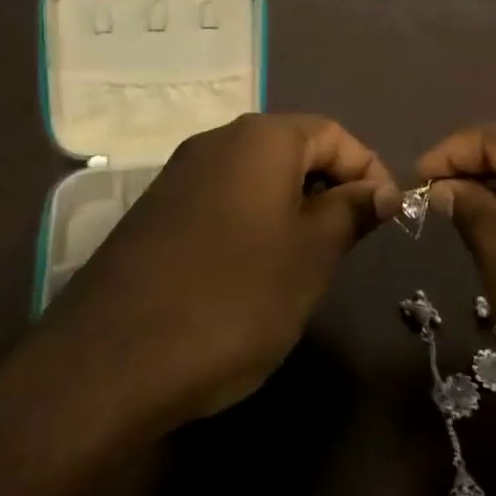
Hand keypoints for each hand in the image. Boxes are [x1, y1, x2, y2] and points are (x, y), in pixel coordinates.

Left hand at [50, 113, 398, 428]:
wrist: (110, 361)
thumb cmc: (233, 298)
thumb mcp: (311, 256)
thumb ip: (352, 212)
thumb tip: (382, 190)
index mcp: (261, 138)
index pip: (333, 134)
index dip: (368, 170)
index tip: (386, 217)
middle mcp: (217, 140)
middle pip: (293, 150)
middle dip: (329, 190)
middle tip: (347, 245)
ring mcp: (180, 174)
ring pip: (257, 178)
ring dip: (292, 209)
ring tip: (305, 264)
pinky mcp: (156, 211)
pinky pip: (222, 201)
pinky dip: (252, 224)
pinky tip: (251, 274)